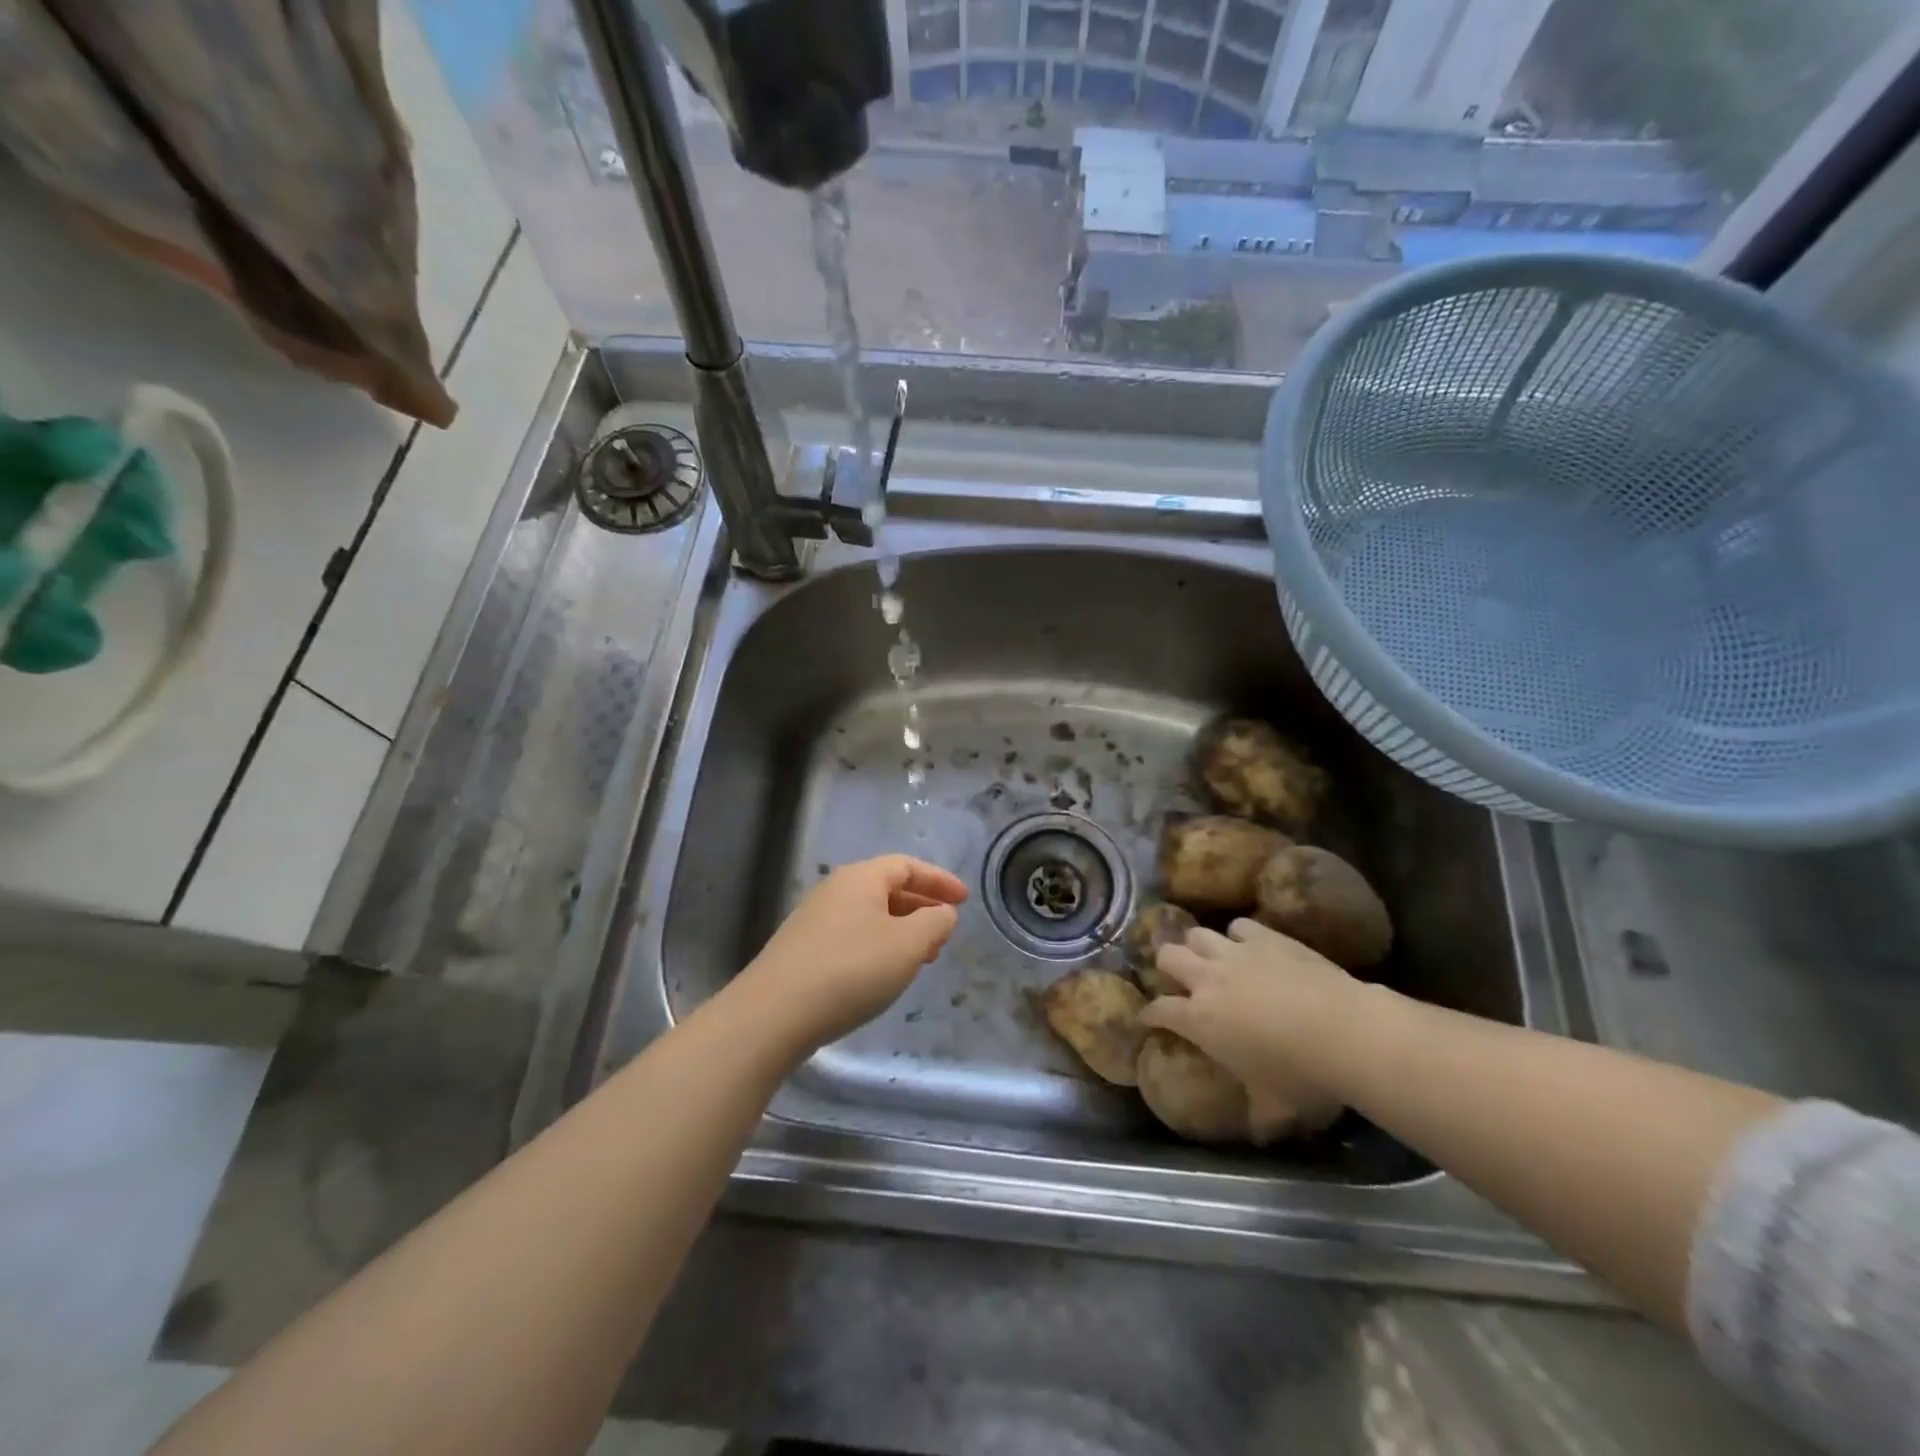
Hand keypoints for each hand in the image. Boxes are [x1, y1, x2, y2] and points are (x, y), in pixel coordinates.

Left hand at [735, 855, 967, 1050]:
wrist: (773, 1014)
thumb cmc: (851, 970)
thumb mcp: (907, 945)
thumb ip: (934, 923)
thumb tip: (942, 913)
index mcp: (861, 878)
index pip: (907, 865)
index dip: (939, 880)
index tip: (964, 900)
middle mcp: (835, 890)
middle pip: (887, 888)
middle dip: (921, 908)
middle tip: (944, 933)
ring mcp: (814, 919)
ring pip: (870, 915)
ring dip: (900, 930)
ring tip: (920, 958)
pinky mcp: (802, 950)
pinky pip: (852, 936)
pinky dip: (878, 946)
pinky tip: (883, 975)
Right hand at [1140, 918, 1369, 1110]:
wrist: (1345, 1032)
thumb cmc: (1303, 1076)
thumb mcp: (1276, 1107)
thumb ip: (1258, 1115)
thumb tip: (1259, 1133)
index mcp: (1199, 1020)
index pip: (1158, 1010)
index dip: (1150, 1015)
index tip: (1149, 1019)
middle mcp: (1207, 979)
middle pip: (1167, 956)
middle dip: (1167, 966)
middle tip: (1180, 980)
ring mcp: (1235, 953)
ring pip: (1196, 934)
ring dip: (1199, 946)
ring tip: (1210, 958)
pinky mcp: (1265, 937)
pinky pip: (1239, 926)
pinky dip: (1239, 935)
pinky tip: (1249, 946)